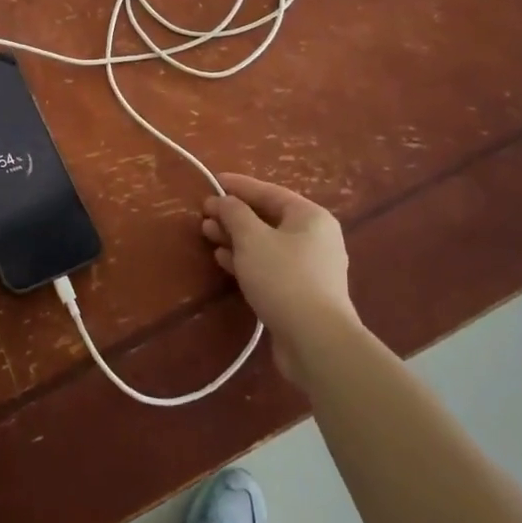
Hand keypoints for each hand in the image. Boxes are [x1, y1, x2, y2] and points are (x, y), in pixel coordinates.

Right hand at [203, 173, 360, 386]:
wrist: (316, 341)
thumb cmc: (284, 278)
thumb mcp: (252, 238)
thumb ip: (235, 214)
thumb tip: (224, 201)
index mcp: (310, 217)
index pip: (269, 191)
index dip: (239, 186)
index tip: (213, 181)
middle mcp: (315, 238)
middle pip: (268, 218)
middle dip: (234, 214)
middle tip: (205, 214)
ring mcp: (310, 268)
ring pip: (267, 243)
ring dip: (236, 238)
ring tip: (208, 235)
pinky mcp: (301, 294)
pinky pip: (269, 266)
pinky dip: (246, 260)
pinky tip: (223, 260)